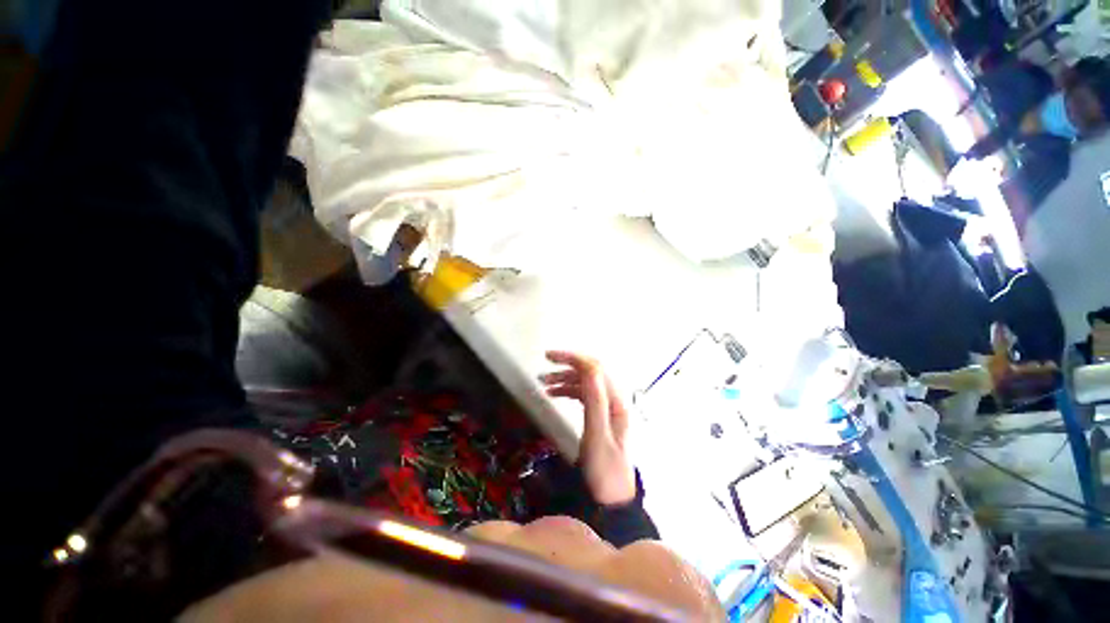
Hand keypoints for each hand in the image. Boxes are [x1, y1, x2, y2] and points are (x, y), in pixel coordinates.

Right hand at [540, 351, 635, 505]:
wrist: (612, 502)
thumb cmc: (605, 471)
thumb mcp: (598, 436)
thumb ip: (595, 400)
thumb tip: (588, 367)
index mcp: (614, 402)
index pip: (594, 368)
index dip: (573, 358)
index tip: (549, 357)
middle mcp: (612, 401)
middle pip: (590, 373)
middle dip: (567, 366)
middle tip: (543, 368)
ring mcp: (606, 409)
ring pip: (585, 383)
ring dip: (565, 379)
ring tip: (544, 383)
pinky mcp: (599, 418)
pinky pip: (583, 395)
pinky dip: (568, 391)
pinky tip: (555, 394)